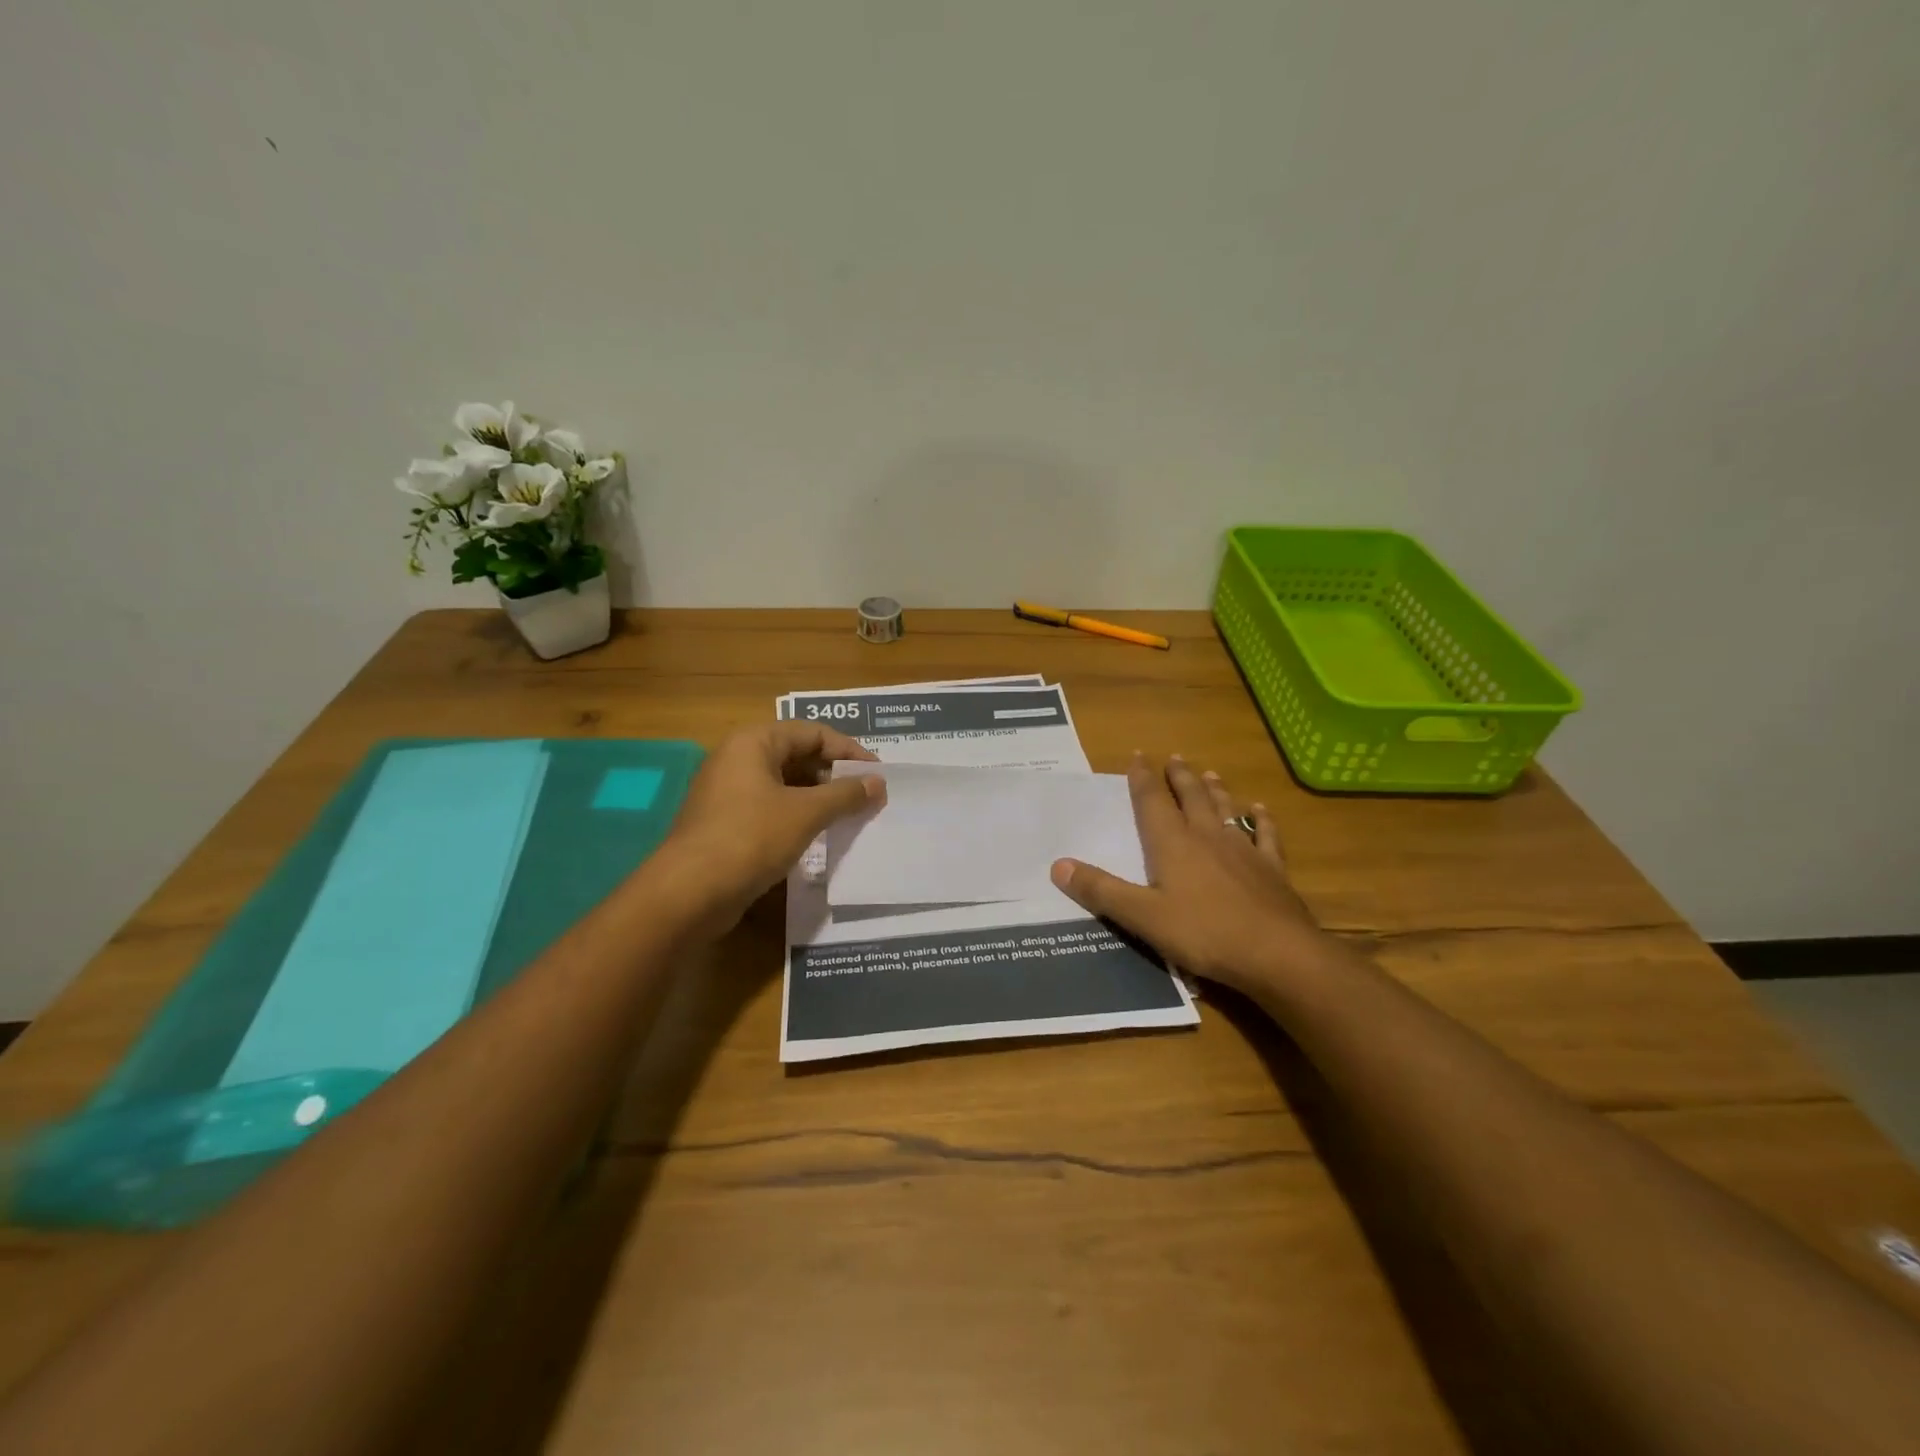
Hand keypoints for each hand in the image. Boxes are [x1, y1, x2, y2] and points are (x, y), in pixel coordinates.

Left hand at [656, 722, 883, 931]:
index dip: (850, 751)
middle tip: (868, 796)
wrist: (689, 893)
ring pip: (786, 785)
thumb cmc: (751, 838)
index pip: (813, 732)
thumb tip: (878, 783)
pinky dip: (799, 816)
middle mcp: (738, 759)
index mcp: (753, 742)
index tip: (878, 775)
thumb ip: (846, 794)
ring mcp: (729, 792)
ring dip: (820, 797)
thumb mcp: (806, 813)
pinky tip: (821, 834)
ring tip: (852, 816)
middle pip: (798, 755)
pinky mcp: (727, 823)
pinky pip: (772, 808)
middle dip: (836, 775)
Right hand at [1050, 754, 1331, 995]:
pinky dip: (1261, 819)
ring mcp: (1243, 850)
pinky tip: (1260, 810)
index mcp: (1173, 844)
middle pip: (1191, 797)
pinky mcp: (1272, 869)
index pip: (1152, 802)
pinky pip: (1265, 835)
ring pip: (1226, 809)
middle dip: (1179, 777)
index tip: (1138, 756)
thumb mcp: (1142, 917)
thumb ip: (1101, 891)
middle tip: (1174, 758)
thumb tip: (1058, 864)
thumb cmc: (1204, 934)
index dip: (1143, 779)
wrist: (1277, 954)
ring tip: (1209, 773)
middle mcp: (1207, 836)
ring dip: (1215, 790)